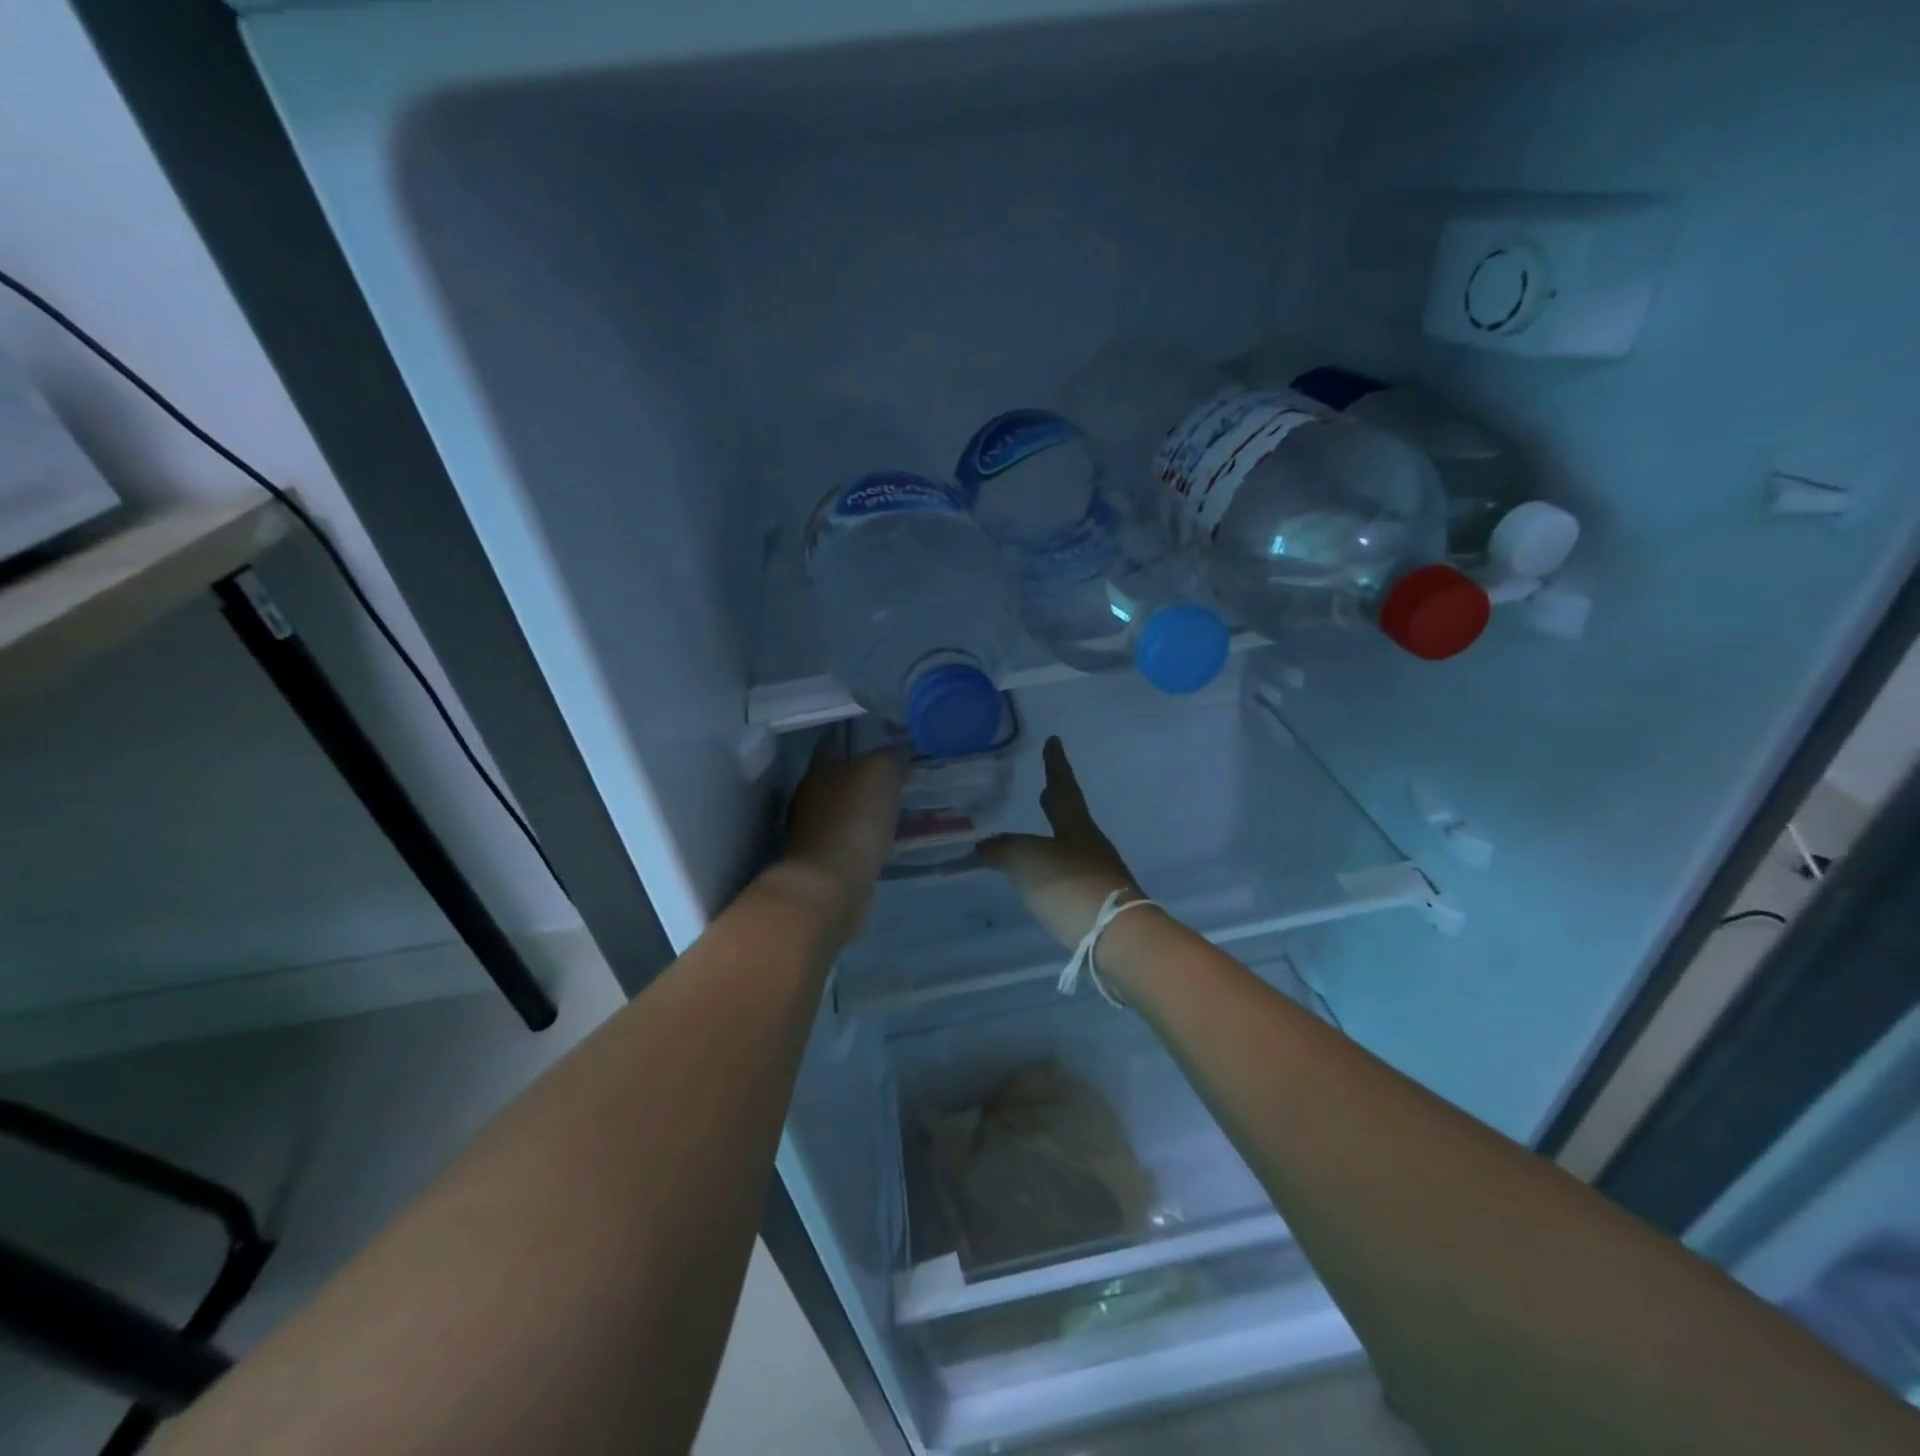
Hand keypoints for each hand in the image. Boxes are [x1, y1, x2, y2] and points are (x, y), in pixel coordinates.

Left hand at [775, 733, 907, 934]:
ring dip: (870, 807)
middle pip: (841, 776)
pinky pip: (856, 839)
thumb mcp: (880, 774)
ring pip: (849, 809)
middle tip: (902, 769)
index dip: (859, 734)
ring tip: (903, 803)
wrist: (832, 887)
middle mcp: (812, 799)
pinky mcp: (830, 863)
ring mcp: (818, 833)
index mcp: (818, 771)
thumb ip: (891, 758)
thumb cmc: (853, 820)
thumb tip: (900, 752)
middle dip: (867, 773)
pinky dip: (871, 836)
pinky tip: (892, 836)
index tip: (887, 733)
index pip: (836, 741)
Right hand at [979, 737, 1143, 947]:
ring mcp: (1098, 876)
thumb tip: (985, 845)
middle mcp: (1090, 846)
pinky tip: (1043, 882)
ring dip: (1053, 839)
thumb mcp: (1027, 861)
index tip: (1054, 742)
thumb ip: (1004, 850)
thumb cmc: (1071, 886)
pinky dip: (1054, 871)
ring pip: (1070, 847)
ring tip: (1033, 840)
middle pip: (1070, 818)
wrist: (1117, 937)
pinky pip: (1069, 877)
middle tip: (1045, 789)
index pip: (1063, 788)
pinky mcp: (1097, 904)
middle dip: (1056, 803)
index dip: (1055, 766)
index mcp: (1076, 827)